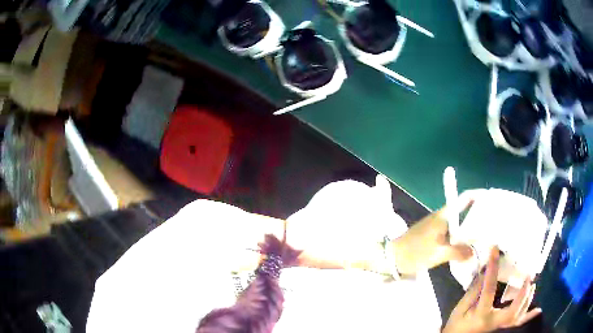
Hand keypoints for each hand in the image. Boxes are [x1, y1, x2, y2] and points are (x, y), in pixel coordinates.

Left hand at [390, 190, 483, 275]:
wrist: (393, 258)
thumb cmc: (415, 252)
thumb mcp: (438, 254)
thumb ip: (458, 252)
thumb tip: (473, 252)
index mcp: (444, 216)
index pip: (464, 198)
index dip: (478, 195)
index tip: (491, 199)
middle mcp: (443, 217)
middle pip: (464, 210)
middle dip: (478, 213)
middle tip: (492, 221)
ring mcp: (438, 226)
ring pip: (459, 222)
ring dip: (471, 226)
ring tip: (485, 233)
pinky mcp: (435, 235)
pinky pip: (453, 232)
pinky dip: (462, 236)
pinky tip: (468, 245)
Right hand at [442, 247, 541, 332]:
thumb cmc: (457, 325)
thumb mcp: (460, 309)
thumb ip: (473, 292)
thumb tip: (484, 271)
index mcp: (481, 315)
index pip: (489, 290)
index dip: (493, 269)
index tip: (495, 249)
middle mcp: (494, 322)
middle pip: (512, 310)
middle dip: (522, 293)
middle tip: (528, 276)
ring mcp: (499, 327)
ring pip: (518, 315)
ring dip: (527, 299)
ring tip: (532, 284)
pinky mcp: (502, 328)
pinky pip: (518, 323)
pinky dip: (529, 316)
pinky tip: (538, 310)